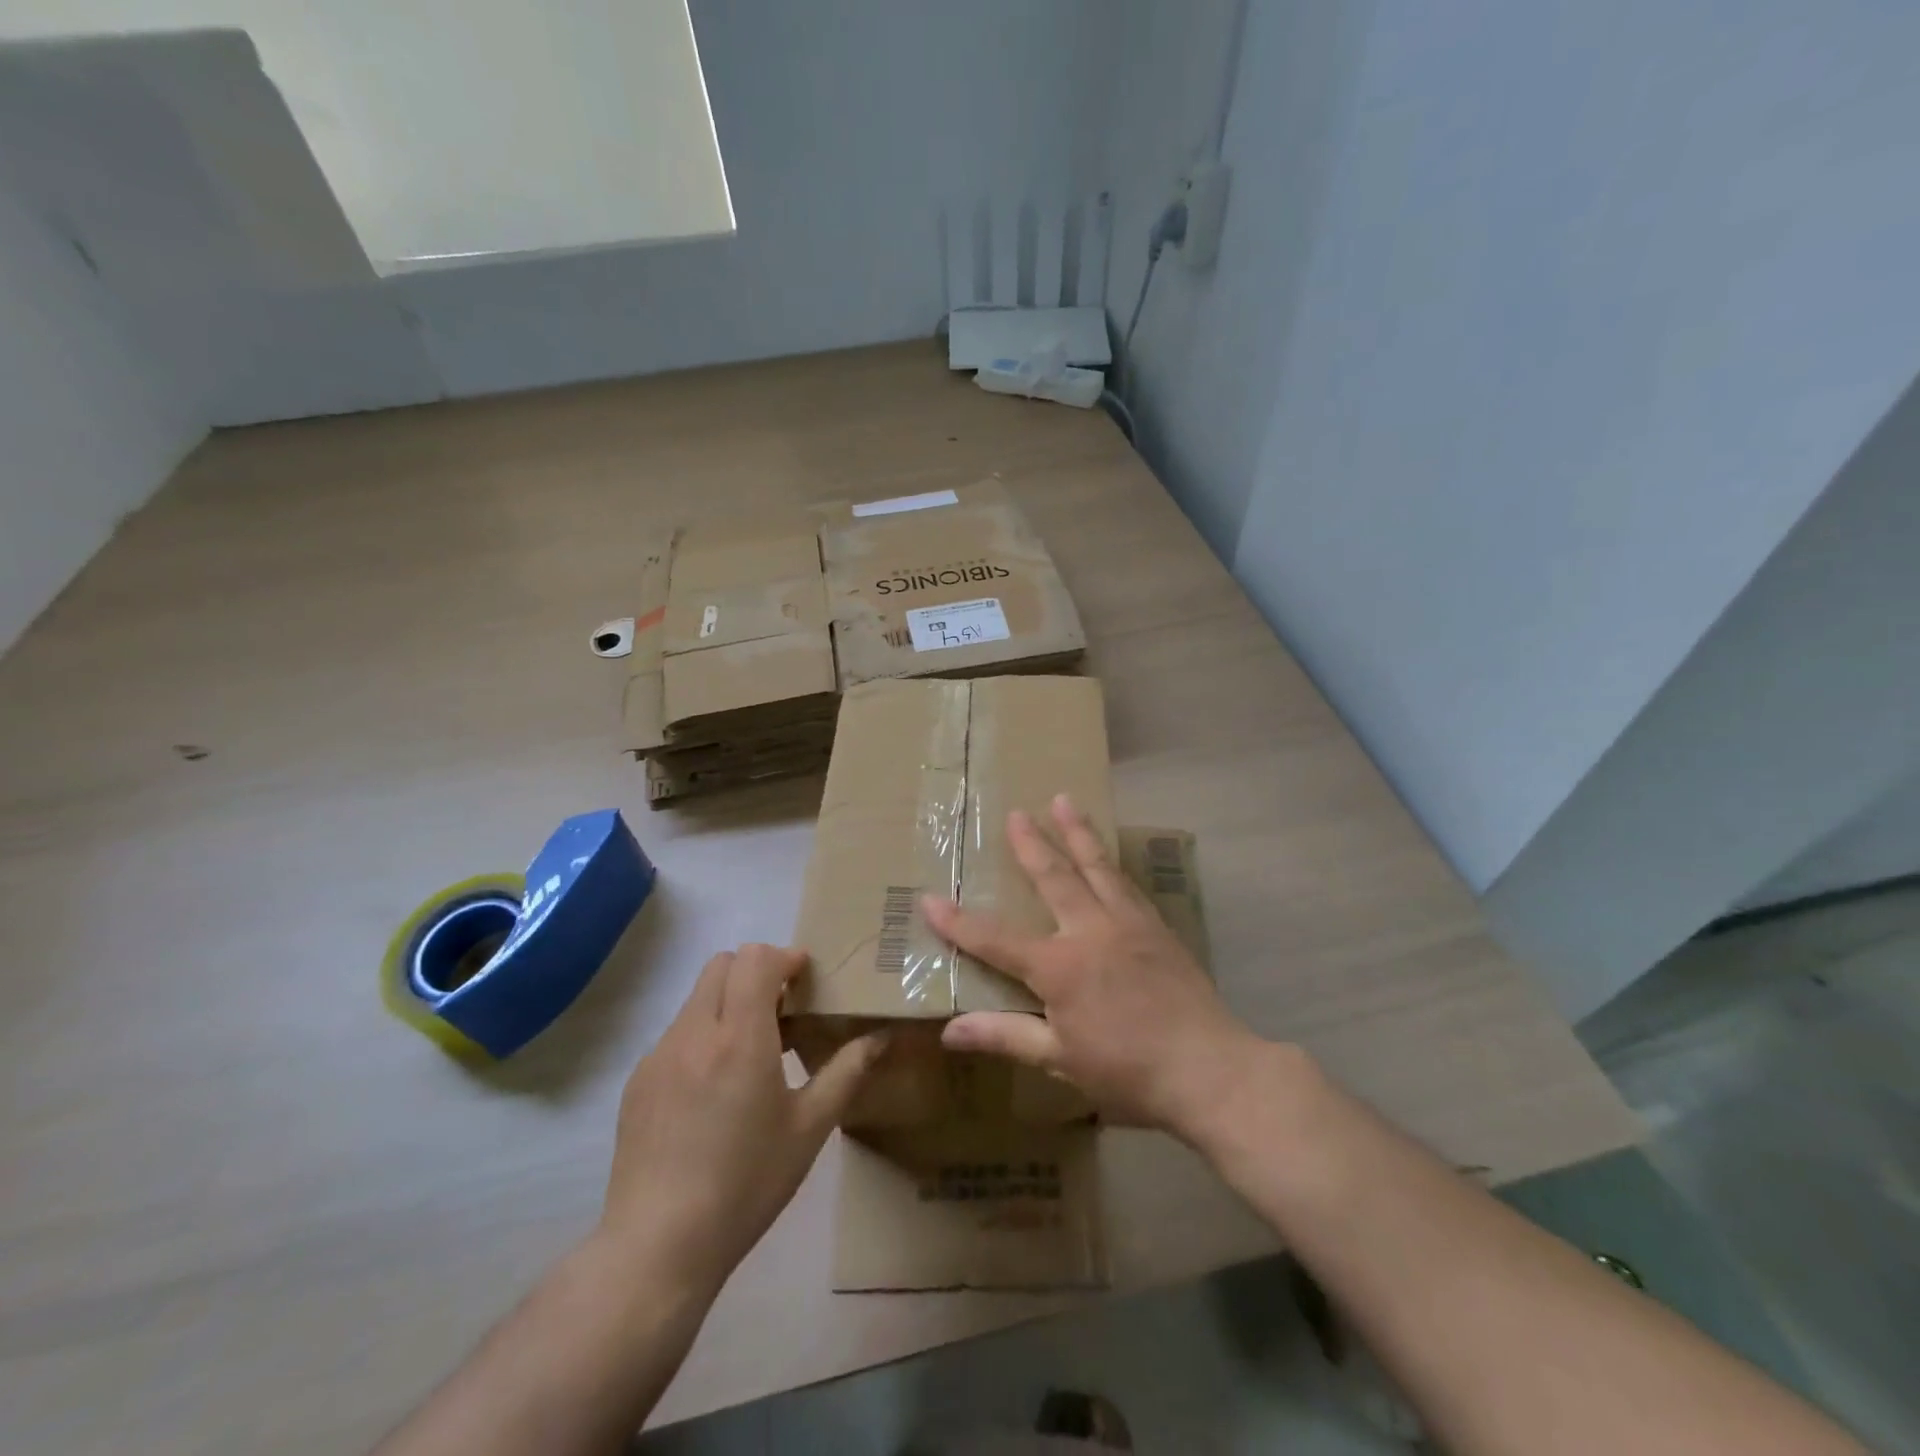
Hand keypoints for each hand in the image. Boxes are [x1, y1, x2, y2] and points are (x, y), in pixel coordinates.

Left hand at [600, 943, 883, 1293]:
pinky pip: (676, 1033)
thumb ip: (847, 1072)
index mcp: (740, 1037)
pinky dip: (703, 1035)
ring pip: (697, 997)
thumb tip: (880, 1037)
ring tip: (751, 1051)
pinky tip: (714, 1089)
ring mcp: (659, 1055)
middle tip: (782, 1009)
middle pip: (722, 964)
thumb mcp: (809, 1128)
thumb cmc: (746, 1183)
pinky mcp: (638, 1081)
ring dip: (729, 1002)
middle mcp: (695, 1032)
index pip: (755, 959)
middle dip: (755, 971)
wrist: (659, 1246)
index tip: (804, 979)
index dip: (784, 958)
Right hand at [922, 795, 1266, 1140]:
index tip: (929, 898)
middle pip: (1053, 878)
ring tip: (1065, 800)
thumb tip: (950, 1031)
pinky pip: (1128, 884)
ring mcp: (1128, 924)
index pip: (995, 939)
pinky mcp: (1157, 928)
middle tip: (1015, 813)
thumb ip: (1006, 1036)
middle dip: (1031, 844)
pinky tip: (1109, 855)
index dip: (958, 922)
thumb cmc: (1128, 1072)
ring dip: (1078, 832)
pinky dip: (1112, 862)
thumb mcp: (1061, 1061)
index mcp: (1059, 967)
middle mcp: (1090, 931)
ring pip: (1097, 867)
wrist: (1211, 1070)